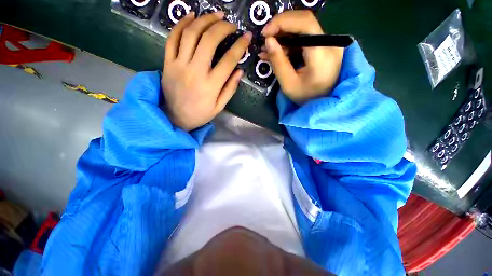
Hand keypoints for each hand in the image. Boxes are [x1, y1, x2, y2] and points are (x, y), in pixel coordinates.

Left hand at [162, 12, 251, 130]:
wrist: (174, 118)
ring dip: (205, 20)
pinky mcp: (167, 63)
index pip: (229, 60)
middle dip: (223, 27)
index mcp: (211, 85)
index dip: (240, 46)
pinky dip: (181, 24)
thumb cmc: (200, 114)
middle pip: (209, 40)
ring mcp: (179, 65)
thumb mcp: (219, 107)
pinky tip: (191, 16)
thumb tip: (240, 71)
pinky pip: (172, 38)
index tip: (247, 37)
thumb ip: (230, 89)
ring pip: (191, 34)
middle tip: (231, 24)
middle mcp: (195, 71)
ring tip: (215, 15)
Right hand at [260, 10, 343, 104]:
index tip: (265, 33)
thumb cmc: (306, 97)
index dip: (282, 22)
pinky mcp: (324, 45)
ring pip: (303, 28)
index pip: (305, 23)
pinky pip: (304, 37)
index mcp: (322, 54)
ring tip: (268, 50)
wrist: (324, 102)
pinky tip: (278, 51)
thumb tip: (268, 41)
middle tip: (265, 40)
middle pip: (304, 21)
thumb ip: (278, 62)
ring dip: (283, 36)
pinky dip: (289, 42)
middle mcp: (330, 43)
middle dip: (281, 27)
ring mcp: (329, 43)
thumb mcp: (288, 84)